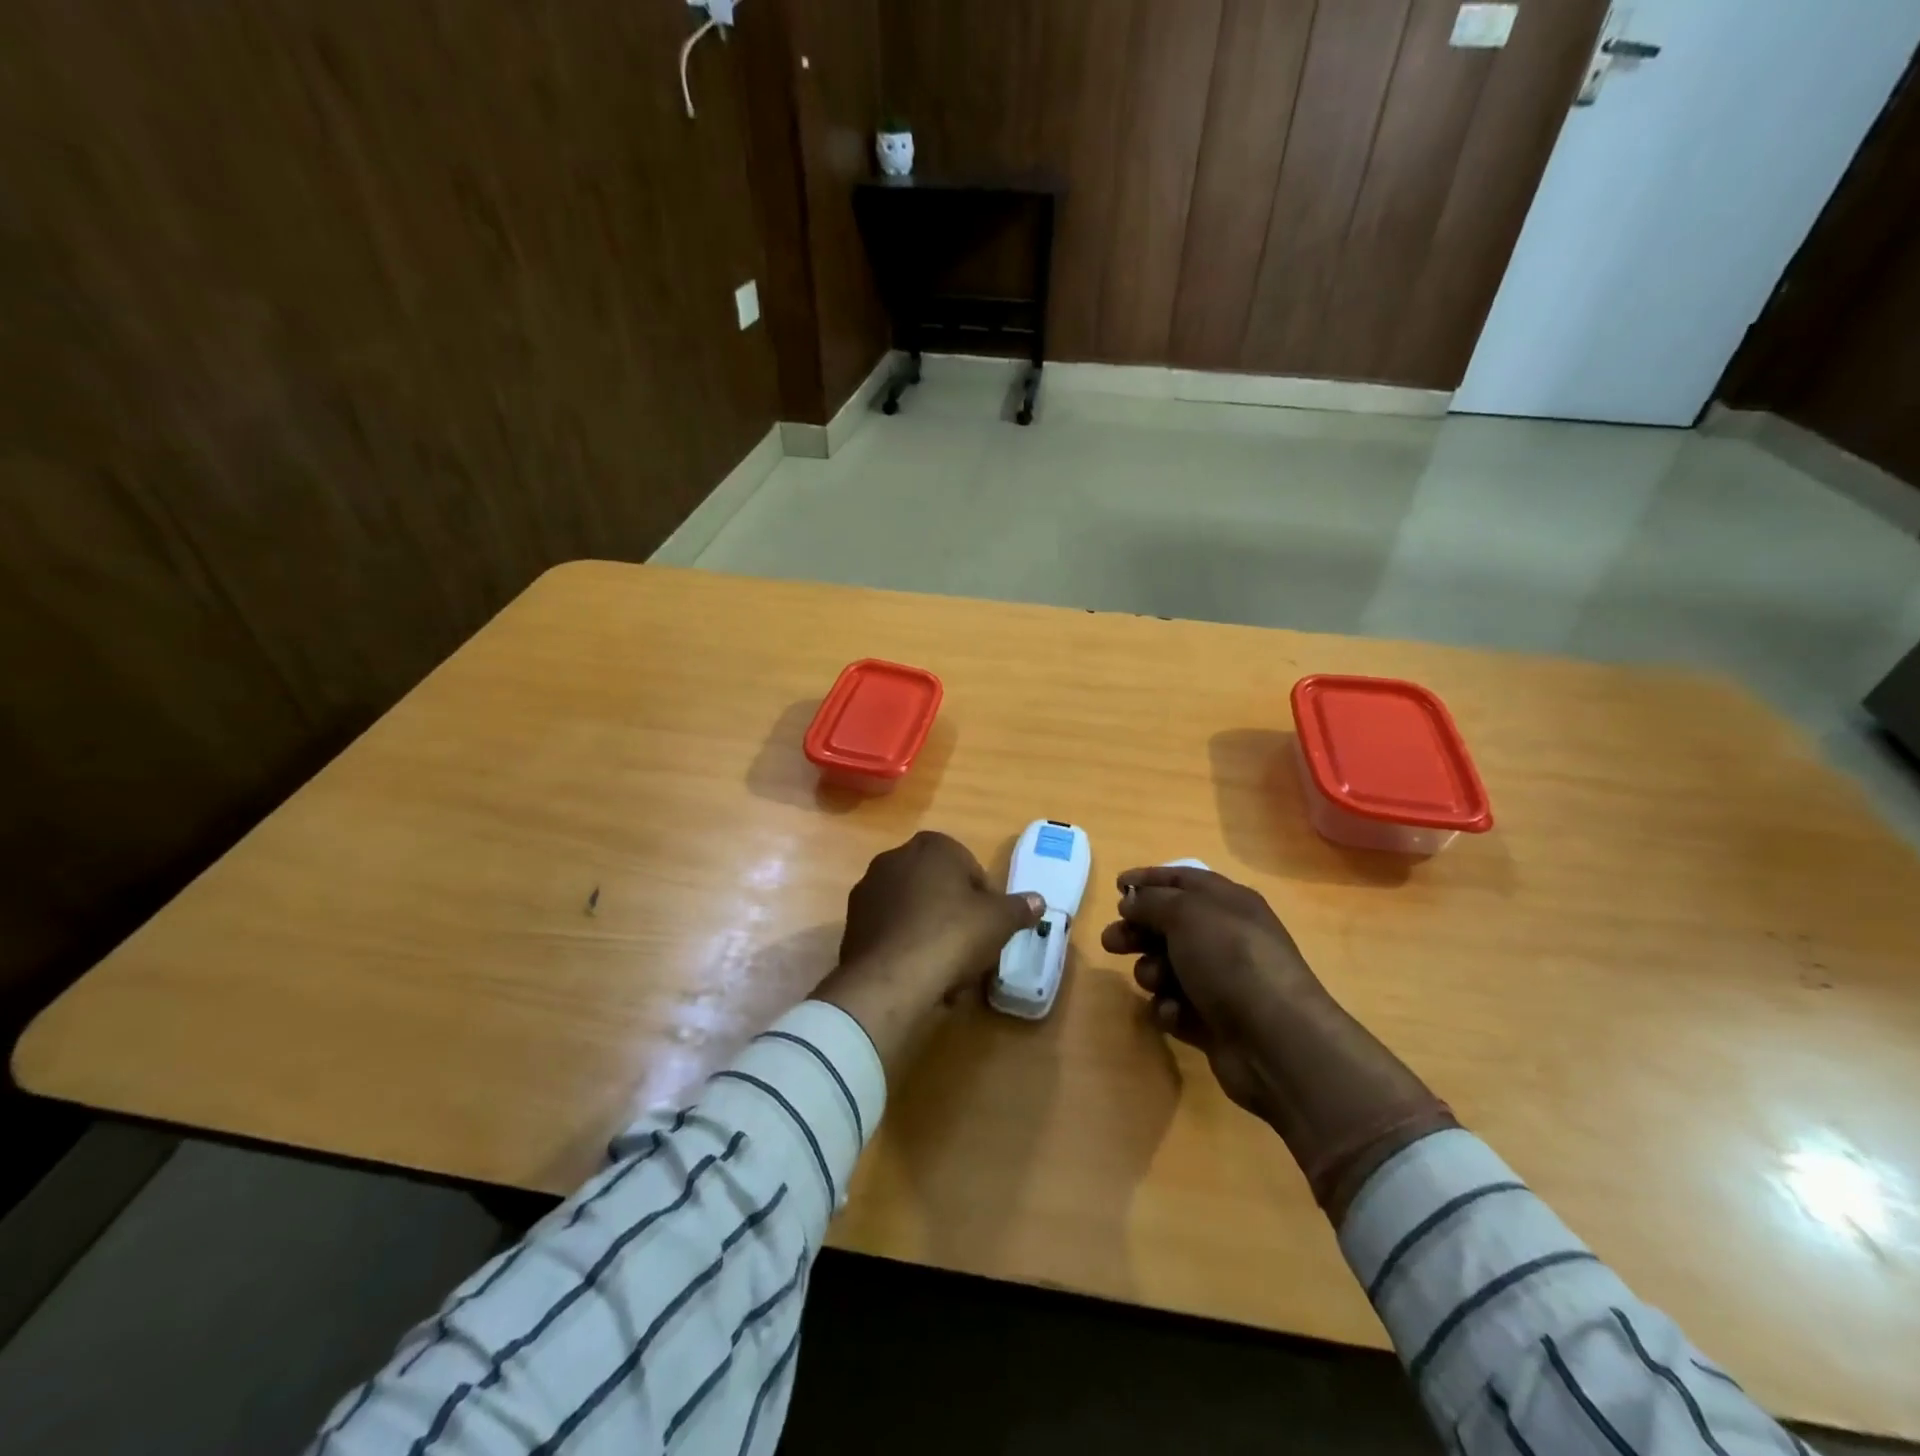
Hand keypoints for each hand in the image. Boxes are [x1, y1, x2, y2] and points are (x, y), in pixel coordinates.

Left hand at [816, 831, 1042, 1077]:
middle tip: (970, 950)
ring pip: (914, 911)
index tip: (990, 928)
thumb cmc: (952, 934)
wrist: (891, 977)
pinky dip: (905, 948)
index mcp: (932, 845)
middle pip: (939, 888)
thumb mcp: (999, 921)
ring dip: (931, 934)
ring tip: (946, 973)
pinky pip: (891, 931)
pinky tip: (919, 977)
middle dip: (955, 917)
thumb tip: (1038, 900)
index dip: (984, 899)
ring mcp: (869, 888)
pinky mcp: (852, 922)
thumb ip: (1019, 907)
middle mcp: (895, 857)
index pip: (969, 867)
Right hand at [1102, 866, 1454, 1217]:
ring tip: (1154, 981)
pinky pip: (1175, 1005)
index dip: (1149, 879)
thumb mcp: (1186, 914)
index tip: (1116, 886)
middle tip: (1111, 942)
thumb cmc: (1231, 960)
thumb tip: (1131, 901)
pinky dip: (1169, 1008)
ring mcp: (1220, 980)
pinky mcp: (1213, 1020)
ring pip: (1167, 966)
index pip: (1182, 879)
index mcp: (1228, 902)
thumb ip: (1152, 901)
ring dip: (1152, 972)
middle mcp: (1225, 936)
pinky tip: (1174, 1014)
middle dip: (1137, 931)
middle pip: (1168, 924)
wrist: (1275, 1040)